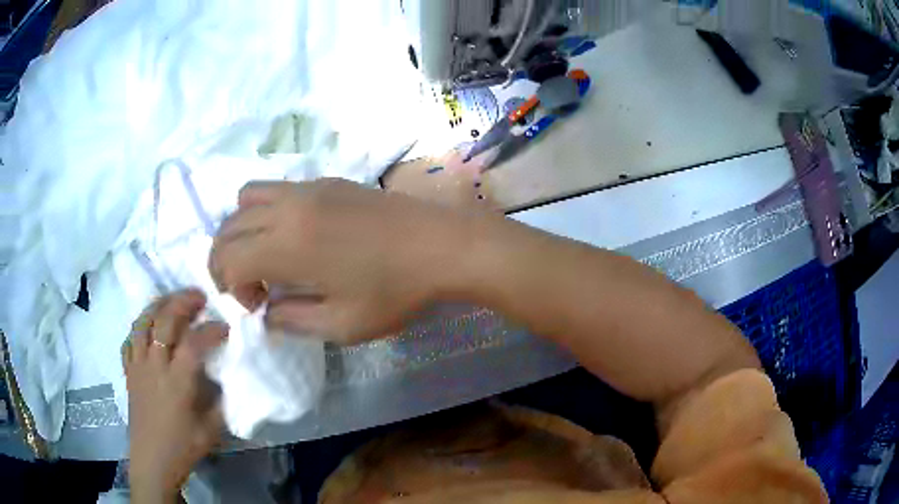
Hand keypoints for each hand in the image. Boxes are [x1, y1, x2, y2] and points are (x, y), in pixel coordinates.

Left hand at [123, 290, 227, 501]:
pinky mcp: (128, 372)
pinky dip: (139, 328)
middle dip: (183, 303)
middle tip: (199, 297)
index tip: (226, 328)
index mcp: (177, 382)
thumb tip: (229, 378)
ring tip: (171, 301)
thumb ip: (222, 401)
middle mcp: (155, 366)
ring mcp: (138, 366)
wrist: (153, 461)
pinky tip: (147, 328)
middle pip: (164, 321)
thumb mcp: (212, 430)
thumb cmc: (183, 447)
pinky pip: (129, 340)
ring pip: (142, 323)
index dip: (212, 330)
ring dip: (158, 306)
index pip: (194, 342)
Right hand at [209, 179, 481, 343]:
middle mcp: (288, 208)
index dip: (230, 286)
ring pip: (247, 197)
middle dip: (227, 259)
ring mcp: (308, 188)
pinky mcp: (327, 180)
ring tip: (267, 255)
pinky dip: (267, 211)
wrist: (442, 245)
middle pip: (229, 226)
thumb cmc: (395, 291)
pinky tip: (295, 235)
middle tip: (254, 287)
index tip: (258, 305)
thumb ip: (292, 321)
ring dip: (243, 229)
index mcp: (287, 245)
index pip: (228, 258)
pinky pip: (278, 188)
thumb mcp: (342, 326)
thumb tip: (267, 312)